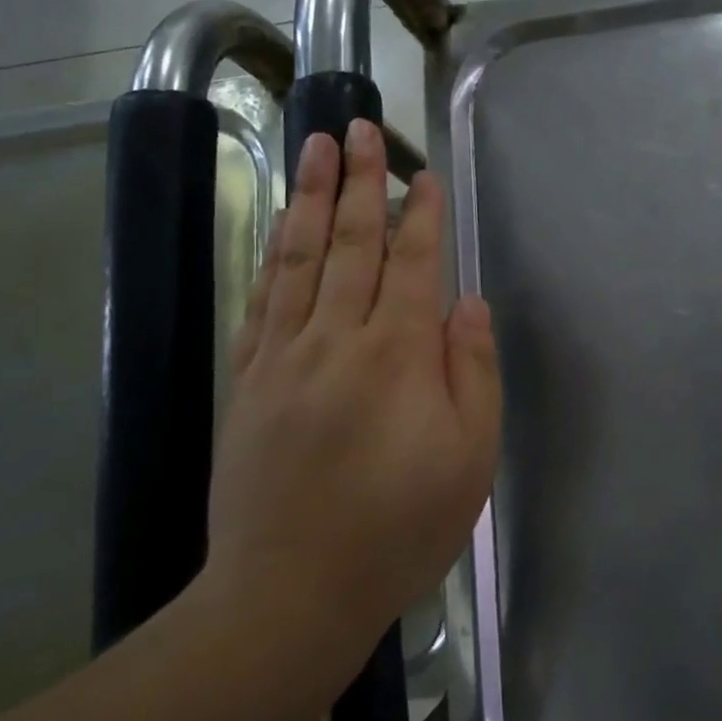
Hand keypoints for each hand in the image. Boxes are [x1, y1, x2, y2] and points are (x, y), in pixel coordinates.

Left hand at [202, 120, 500, 664]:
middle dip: (359, 181)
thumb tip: (468, 303)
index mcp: (397, 356)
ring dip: (309, 197)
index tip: (421, 173)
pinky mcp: (248, 380)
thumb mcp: (470, 460)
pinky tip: (278, 227)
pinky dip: (272, 255)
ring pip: (299, 258)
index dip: (419, 214)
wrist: (291, 592)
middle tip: (360, 128)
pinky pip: (262, 300)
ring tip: (313, 147)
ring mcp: (283, 356)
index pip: (412, 264)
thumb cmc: (400, 529)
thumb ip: (473, 373)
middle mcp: (337, 339)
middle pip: (350, 243)